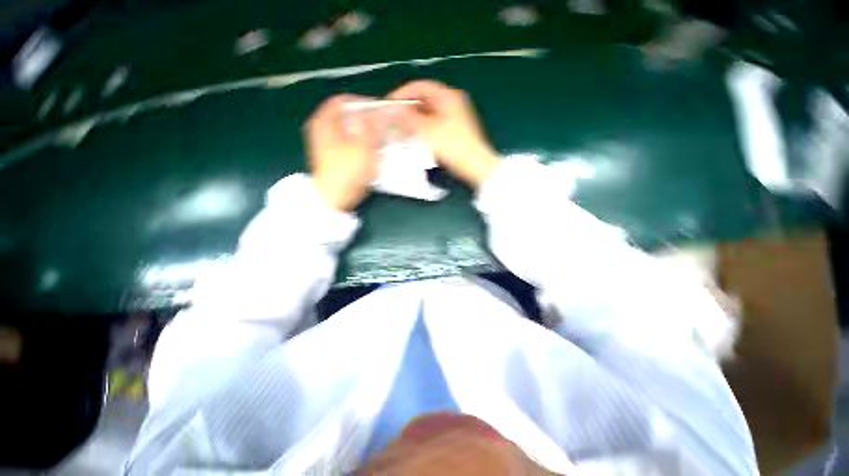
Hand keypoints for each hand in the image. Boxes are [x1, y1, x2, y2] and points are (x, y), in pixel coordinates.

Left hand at [305, 94, 378, 211]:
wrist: (334, 199)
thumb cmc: (346, 172)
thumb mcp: (362, 147)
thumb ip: (371, 127)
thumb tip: (378, 112)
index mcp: (324, 121)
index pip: (345, 100)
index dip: (364, 103)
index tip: (380, 110)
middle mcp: (324, 129)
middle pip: (348, 115)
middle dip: (368, 119)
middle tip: (383, 125)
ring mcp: (329, 143)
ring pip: (351, 129)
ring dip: (367, 132)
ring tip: (382, 139)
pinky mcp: (336, 156)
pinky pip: (352, 142)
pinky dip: (363, 143)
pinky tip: (373, 151)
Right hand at [387, 80, 500, 188]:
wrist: (475, 166)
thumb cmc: (453, 146)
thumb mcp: (428, 131)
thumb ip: (408, 119)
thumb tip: (391, 110)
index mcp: (447, 96)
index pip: (419, 86)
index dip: (401, 94)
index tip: (387, 106)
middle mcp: (452, 102)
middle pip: (423, 100)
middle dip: (407, 110)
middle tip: (392, 120)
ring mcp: (454, 116)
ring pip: (428, 114)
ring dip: (414, 121)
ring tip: (400, 130)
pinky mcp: (454, 130)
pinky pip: (433, 124)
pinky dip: (422, 129)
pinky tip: (414, 138)